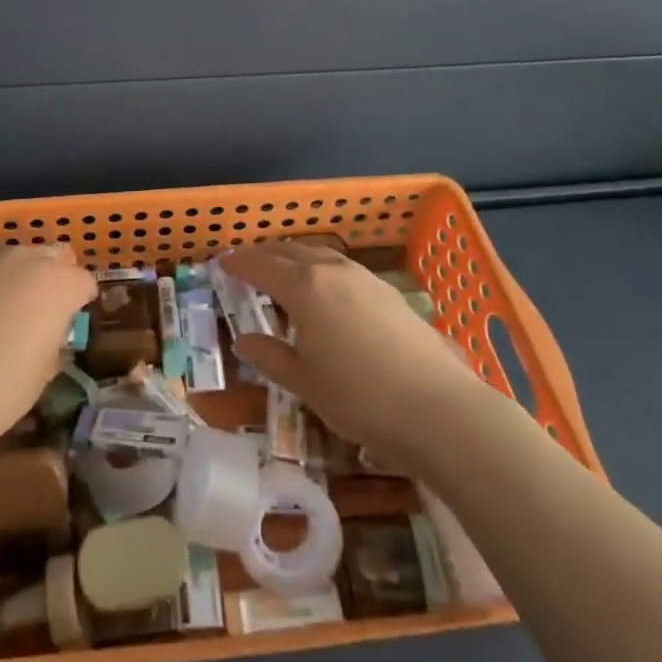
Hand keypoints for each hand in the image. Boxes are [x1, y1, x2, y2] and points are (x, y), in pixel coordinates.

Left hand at [0, 243, 94, 458]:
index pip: (84, 282)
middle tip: (36, 312)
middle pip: (52, 257)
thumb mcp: (44, 372)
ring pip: (14, 255)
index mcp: (58, 284)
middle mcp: (27, 258)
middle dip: (51, 278)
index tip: (68, 323)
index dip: (79, 303)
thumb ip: (53, 337)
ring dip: (15, 275)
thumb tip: (45, 329)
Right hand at [223, 242, 483, 471]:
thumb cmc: (361, 398)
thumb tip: (245, 340)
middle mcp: (332, 271)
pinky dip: (320, 269)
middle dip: (264, 255)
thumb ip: (270, 356)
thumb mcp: (304, 383)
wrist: (440, 409)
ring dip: (294, 258)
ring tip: (282, 272)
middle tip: (246, 264)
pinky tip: (325, 291)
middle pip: (289, 251)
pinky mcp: (388, 292)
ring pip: (319, 254)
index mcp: (304, 287)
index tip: (221, 264)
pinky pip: (341, 268)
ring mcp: (364, 278)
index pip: (260, 265)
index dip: (238, 263)